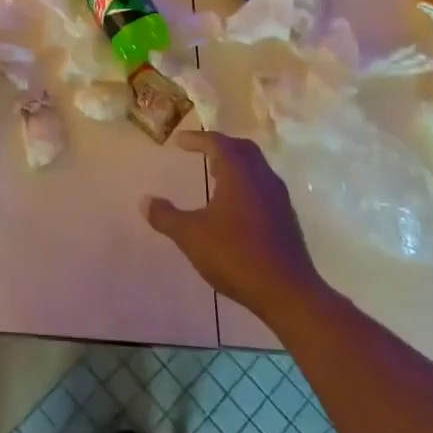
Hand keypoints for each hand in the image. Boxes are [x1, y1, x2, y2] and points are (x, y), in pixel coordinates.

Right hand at [145, 131, 327, 319]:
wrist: (288, 293)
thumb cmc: (236, 255)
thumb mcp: (191, 236)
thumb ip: (166, 217)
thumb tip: (145, 201)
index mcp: (240, 174)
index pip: (218, 143)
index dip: (197, 139)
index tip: (179, 142)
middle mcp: (263, 178)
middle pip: (243, 150)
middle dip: (220, 146)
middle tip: (201, 152)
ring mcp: (279, 199)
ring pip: (256, 169)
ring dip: (235, 166)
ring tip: (214, 177)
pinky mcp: (286, 219)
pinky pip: (263, 188)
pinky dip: (245, 185)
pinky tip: (233, 207)